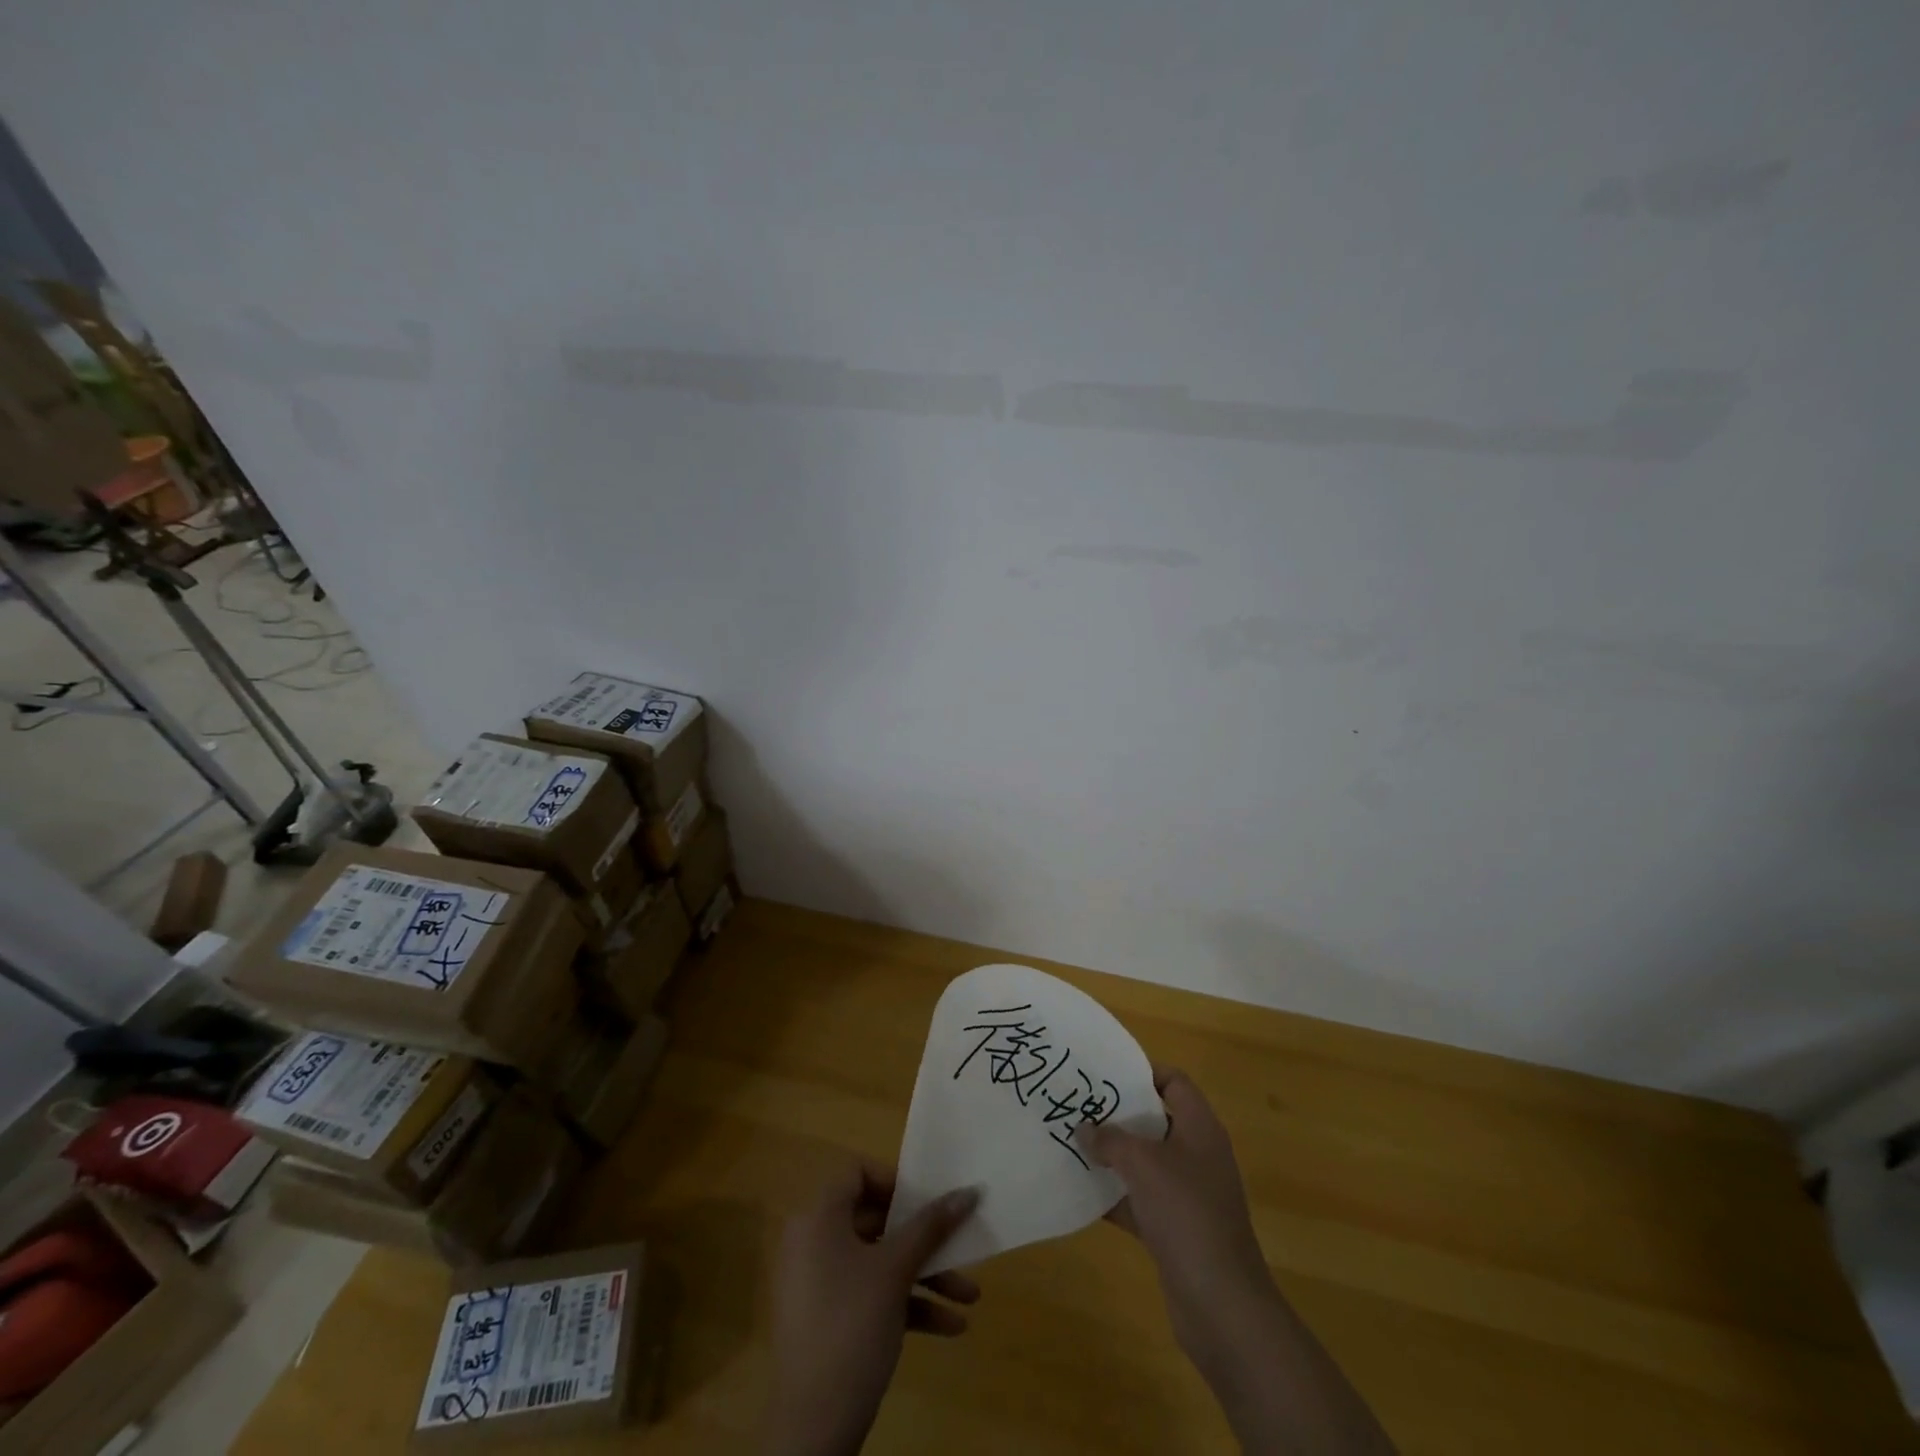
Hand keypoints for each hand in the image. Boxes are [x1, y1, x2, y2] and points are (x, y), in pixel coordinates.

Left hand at [764, 1161, 981, 1455]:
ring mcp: (819, 1282)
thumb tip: (968, 1190)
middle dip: (924, 1238)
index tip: (929, 1202)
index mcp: (819, 1217)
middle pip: (875, 1219)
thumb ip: (931, 1226)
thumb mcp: (896, 1271)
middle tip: (959, 1246)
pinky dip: (907, 1304)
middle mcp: (813, 1241)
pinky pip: (871, 1295)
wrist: (812, 1428)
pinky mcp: (828, 1320)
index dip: (895, 1181)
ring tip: (969, 1297)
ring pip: (879, 1262)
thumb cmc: (851, 1326)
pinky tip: (950, 1327)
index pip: (857, 1172)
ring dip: (925, 1276)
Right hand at [1084, 1070, 1398, 1453]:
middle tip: (1079, 1105)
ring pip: (1145, 1161)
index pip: (1174, 1082)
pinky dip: (1115, 1195)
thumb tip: (1084, 1128)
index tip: (1104, 1074)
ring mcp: (1188, 1193)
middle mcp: (1197, 1154)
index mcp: (1200, 1128)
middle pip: (1155, 1119)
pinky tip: (1082, 1191)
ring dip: (1113, 1155)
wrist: (1221, 1304)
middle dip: (1118, 1114)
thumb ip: (1110, 1139)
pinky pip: (1140, 1199)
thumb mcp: (1143, 1164)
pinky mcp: (1176, 1228)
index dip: (1142, 1072)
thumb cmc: (1186, 1214)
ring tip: (1072, 1142)